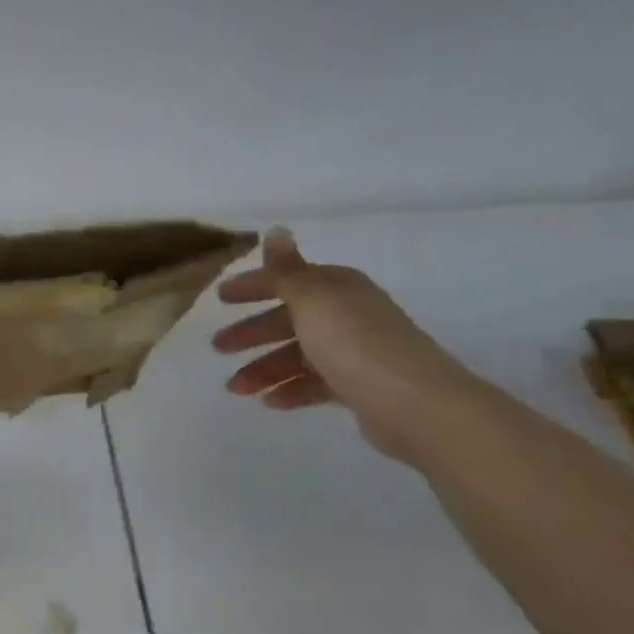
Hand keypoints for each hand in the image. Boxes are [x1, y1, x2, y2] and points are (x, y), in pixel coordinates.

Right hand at [212, 229, 480, 461]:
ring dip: (264, 369)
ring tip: (236, 389)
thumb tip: (275, 229)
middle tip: (218, 347)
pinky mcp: (359, 387)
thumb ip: (286, 269)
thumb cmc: (354, 343)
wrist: (415, 404)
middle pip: (289, 319)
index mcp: (337, 288)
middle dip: (252, 333)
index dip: (253, 286)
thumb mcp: (312, 299)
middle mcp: (347, 315)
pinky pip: (314, 384)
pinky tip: (269, 402)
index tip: (220, 299)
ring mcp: (354, 352)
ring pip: (297, 356)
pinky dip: (290, 390)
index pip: (287, 280)